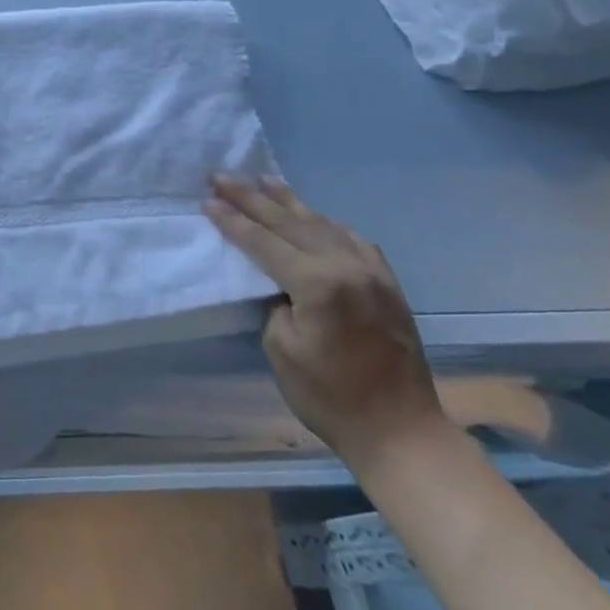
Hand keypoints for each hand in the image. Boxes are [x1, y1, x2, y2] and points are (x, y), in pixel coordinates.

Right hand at [205, 175, 444, 473]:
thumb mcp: (281, 349)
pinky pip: (353, 240)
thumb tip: (279, 283)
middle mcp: (347, 267)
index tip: (208, 200)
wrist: (402, 433)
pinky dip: (326, 223)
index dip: (232, 221)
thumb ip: (276, 303)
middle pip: (290, 223)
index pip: (263, 242)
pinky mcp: (388, 285)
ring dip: (288, 201)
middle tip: (221, 176)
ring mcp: (373, 273)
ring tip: (262, 180)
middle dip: (251, 199)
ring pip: (322, 224)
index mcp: (318, 284)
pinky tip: (314, 216)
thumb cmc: (330, 397)